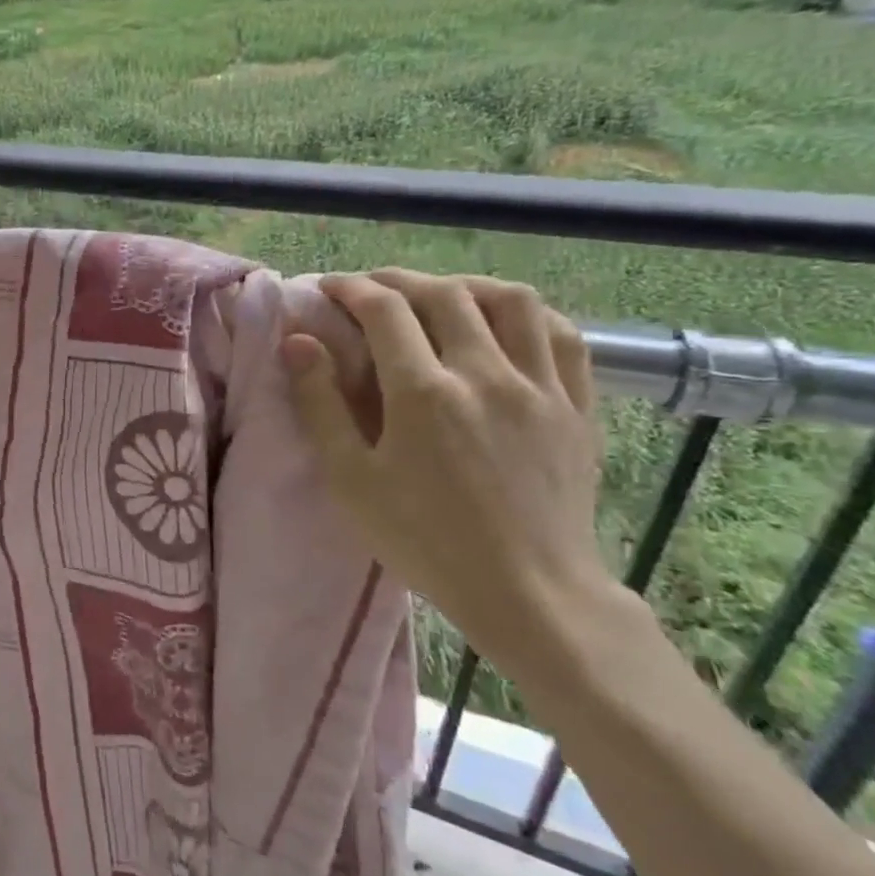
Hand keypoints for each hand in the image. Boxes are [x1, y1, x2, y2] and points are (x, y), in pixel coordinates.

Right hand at [281, 269, 607, 681]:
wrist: (530, 594)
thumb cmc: (425, 541)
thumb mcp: (352, 480)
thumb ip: (320, 405)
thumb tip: (297, 342)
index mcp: (424, 393)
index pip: (384, 310)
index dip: (351, 288)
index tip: (330, 287)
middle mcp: (485, 375)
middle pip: (444, 294)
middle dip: (400, 280)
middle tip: (373, 290)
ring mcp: (540, 388)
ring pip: (512, 301)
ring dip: (467, 286)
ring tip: (441, 297)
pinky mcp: (577, 407)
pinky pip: (563, 336)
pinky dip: (529, 316)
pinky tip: (505, 325)